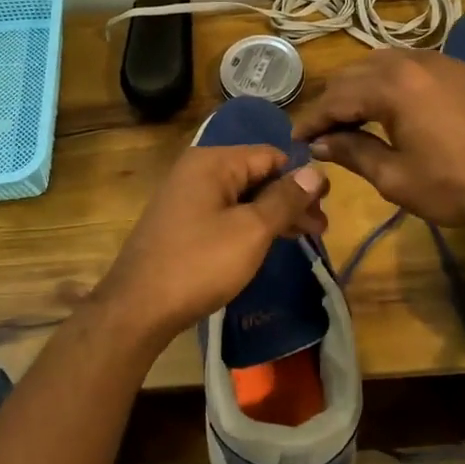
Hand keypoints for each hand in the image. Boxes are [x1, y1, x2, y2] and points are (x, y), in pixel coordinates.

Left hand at [91, 145, 328, 348]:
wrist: (138, 308)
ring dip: (274, 214)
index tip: (326, 205)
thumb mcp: (251, 230)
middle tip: (321, 229)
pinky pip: (226, 213)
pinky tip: (270, 242)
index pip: (270, 155)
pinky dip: (251, 225)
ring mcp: (187, 197)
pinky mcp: (183, 223)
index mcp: (213, 162)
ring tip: (305, 237)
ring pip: (243, 197)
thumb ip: (285, 199)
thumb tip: (315, 171)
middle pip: (257, 175)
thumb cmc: (199, 264)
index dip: (301, 177)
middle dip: (291, 199)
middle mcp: (198, 171)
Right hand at [292, 50, 464, 236]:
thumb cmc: (457, 186)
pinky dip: (388, 82)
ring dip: (359, 88)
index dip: (312, 121)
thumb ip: (352, 152)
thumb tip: (321, 143)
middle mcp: (412, 61)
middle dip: (333, 102)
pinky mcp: (459, 70)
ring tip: (350, 119)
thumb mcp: (395, 177)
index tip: (296, 141)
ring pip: (382, 63)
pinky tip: (388, 106)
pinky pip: (409, 65)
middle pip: (355, 73)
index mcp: (392, 85)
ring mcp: (439, 61)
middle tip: (320, 133)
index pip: (336, 98)